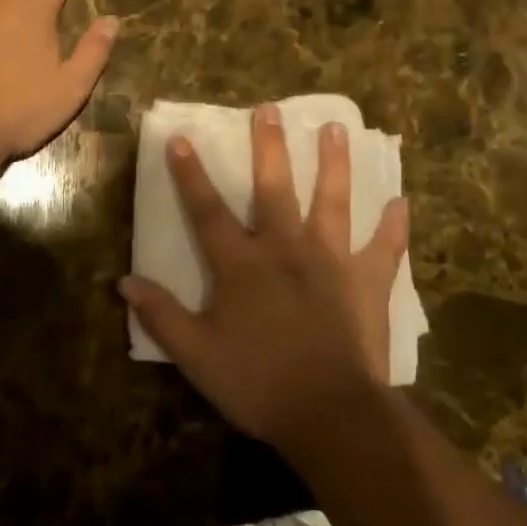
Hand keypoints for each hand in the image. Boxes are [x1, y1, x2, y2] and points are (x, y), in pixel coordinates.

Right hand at [120, 104, 408, 455]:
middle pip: (274, 188)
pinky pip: (384, 248)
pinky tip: (402, 202)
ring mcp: (331, 261)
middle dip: (269, 147)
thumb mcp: (197, 356)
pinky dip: (394, 226)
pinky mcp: (367, 282)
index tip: (181, 137)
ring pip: (332, 201)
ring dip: (333, 164)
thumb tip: (124, 281)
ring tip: (335, 128)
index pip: (207, 209)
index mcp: (241, 263)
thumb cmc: (259, 384)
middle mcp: (285, 248)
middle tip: (269, 110)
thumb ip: (162, 315)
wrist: (332, 416)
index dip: (190, 173)